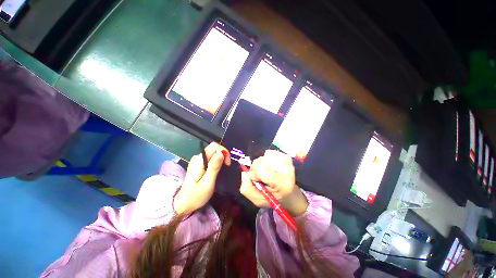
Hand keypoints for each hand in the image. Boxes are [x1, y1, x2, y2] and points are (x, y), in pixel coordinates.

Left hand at [173, 142, 230, 214]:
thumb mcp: (207, 183)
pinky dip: (217, 162)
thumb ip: (214, 167)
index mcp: (199, 160)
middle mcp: (197, 157)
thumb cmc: (196, 196)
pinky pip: (210, 158)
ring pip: (213, 153)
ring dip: (220, 159)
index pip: (214, 146)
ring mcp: (197, 161)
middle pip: (214, 148)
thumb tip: (221, 154)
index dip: (223, 152)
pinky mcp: (198, 164)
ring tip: (223, 170)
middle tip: (227, 167)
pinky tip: (217, 170)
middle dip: (223, 155)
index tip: (227, 164)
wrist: (183, 204)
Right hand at [240, 150, 307, 216]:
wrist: (289, 193)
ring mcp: (287, 162)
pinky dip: (265, 159)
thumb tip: (245, 172)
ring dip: (261, 164)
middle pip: (260, 162)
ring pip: (263, 157)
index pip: (261, 170)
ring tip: (267, 172)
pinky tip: (270, 166)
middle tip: (261, 177)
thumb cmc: (272, 198)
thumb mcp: (257, 200)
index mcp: (281, 184)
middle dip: (256, 169)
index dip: (254, 174)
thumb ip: (247, 188)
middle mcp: (287, 170)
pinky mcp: (286, 156)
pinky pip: (268, 153)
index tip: (256, 180)